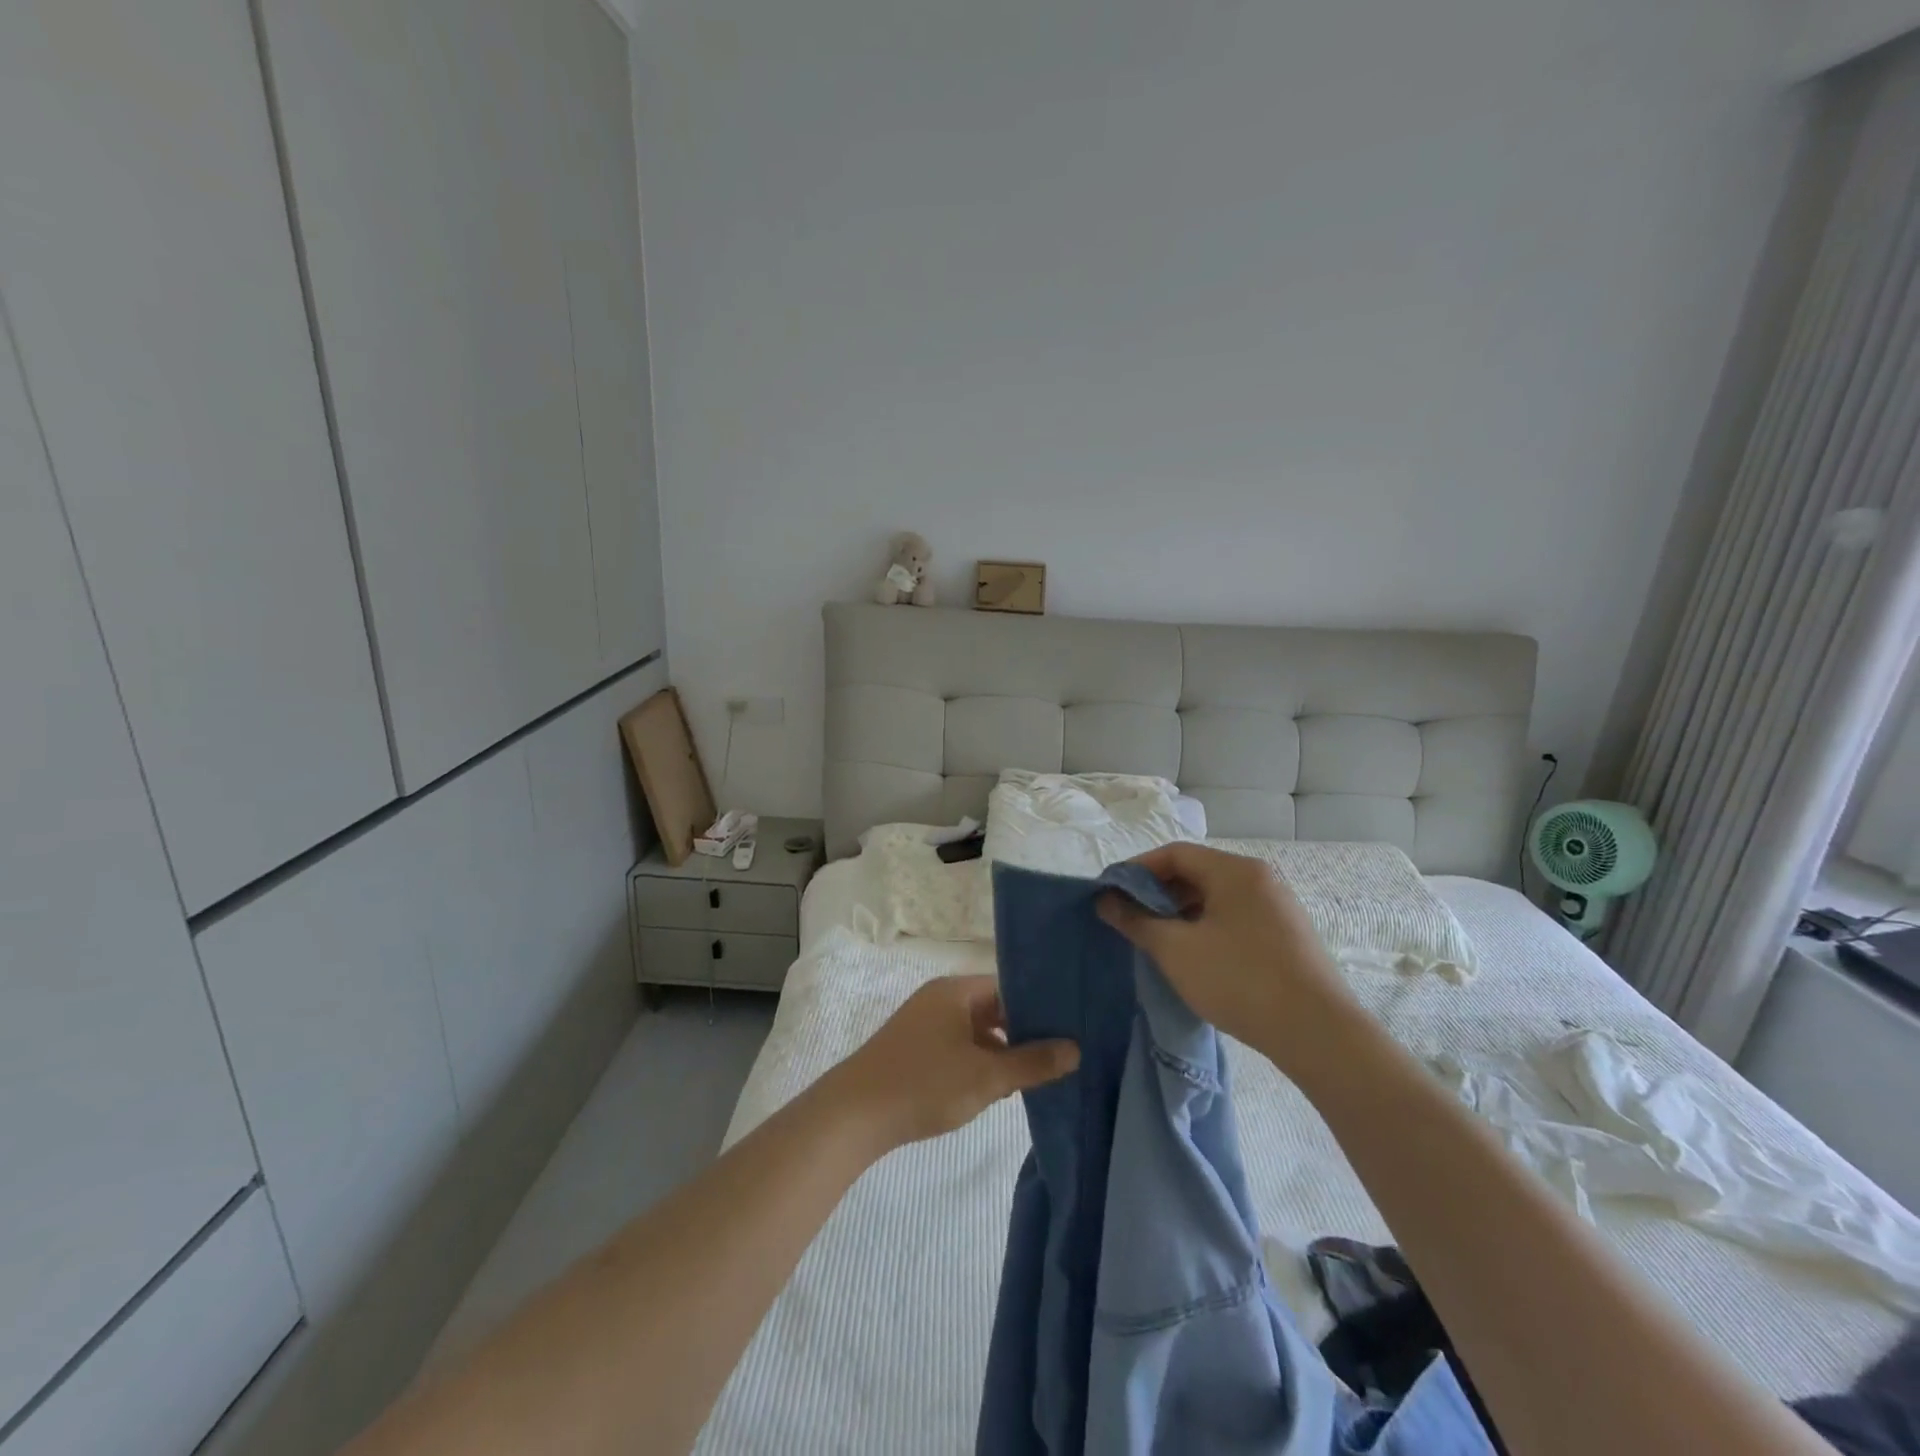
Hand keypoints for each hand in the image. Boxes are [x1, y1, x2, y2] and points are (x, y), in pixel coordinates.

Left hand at [825, 975, 1079, 1151]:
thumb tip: (1075, 1049)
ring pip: (975, 1030)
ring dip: (1001, 1050)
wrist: (853, 1115)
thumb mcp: (986, 1077)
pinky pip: (957, 1045)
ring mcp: (924, 1023)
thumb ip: (1032, 1063)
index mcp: (956, 991)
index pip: (1008, 986)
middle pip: (993, 1007)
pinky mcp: (914, 1048)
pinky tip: (995, 1089)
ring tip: (1034, 1075)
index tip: (1069, 1025)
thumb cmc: (924, 1084)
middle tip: (1059, 1054)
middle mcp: (940, 998)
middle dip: (1022, 1031)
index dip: (1039, 1004)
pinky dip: (978, 1061)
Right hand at [1097, 842, 1355, 1064]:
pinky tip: (1193, 957)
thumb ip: (1136, 921)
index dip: (1137, 870)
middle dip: (1157, 893)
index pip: (1175, 853)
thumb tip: (1105, 901)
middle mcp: (1260, 878)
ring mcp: (1278, 907)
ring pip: (1215, 897)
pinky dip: (1205, 927)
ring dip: (1180, 913)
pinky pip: (1234, 918)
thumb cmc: (1240, 980)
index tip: (1110, 894)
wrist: (1319, 1034)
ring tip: (1155, 940)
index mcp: (1235, 870)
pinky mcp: (1287, 936)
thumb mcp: (1176, 950)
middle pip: (1196, 872)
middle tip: (1128, 919)